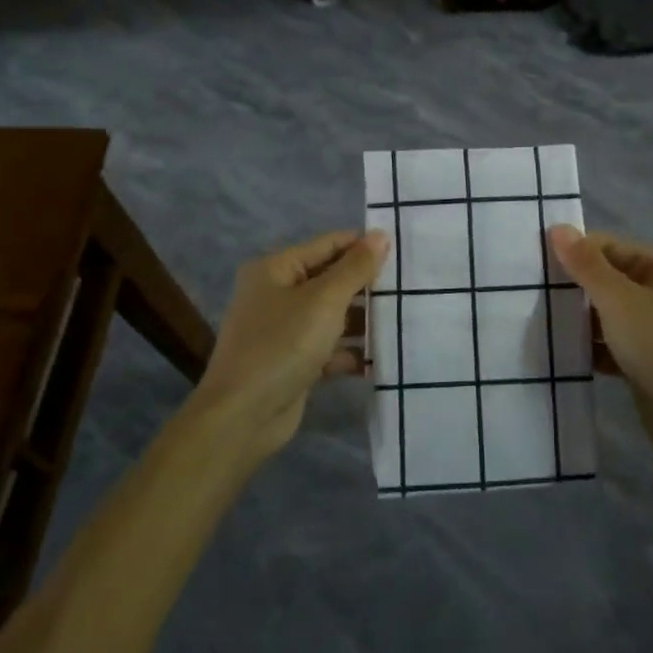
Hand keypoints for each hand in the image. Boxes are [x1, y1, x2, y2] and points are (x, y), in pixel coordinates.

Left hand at [185, 229, 388, 465]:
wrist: (243, 417)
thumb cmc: (282, 345)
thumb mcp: (324, 300)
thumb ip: (355, 268)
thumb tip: (380, 235)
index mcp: (276, 269)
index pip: (328, 244)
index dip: (364, 245)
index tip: (403, 252)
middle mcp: (278, 294)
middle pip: (331, 280)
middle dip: (367, 285)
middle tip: (409, 287)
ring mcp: (285, 330)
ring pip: (333, 315)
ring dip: (364, 320)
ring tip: (404, 320)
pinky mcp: (294, 362)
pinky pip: (329, 348)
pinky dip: (351, 351)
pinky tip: (382, 358)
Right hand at [546, 227, 652, 466]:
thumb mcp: (620, 301)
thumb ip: (586, 266)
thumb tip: (557, 228)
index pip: (610, 248)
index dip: (575, 251)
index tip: (535, 262)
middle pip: (608, 281)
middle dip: (573, 287)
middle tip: (530, 292)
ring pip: (607, 315)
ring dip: (578, 319)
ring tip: (537, 322)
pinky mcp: (646, 364)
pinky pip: (610, 346)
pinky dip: (590, 348)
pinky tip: (560, 353)